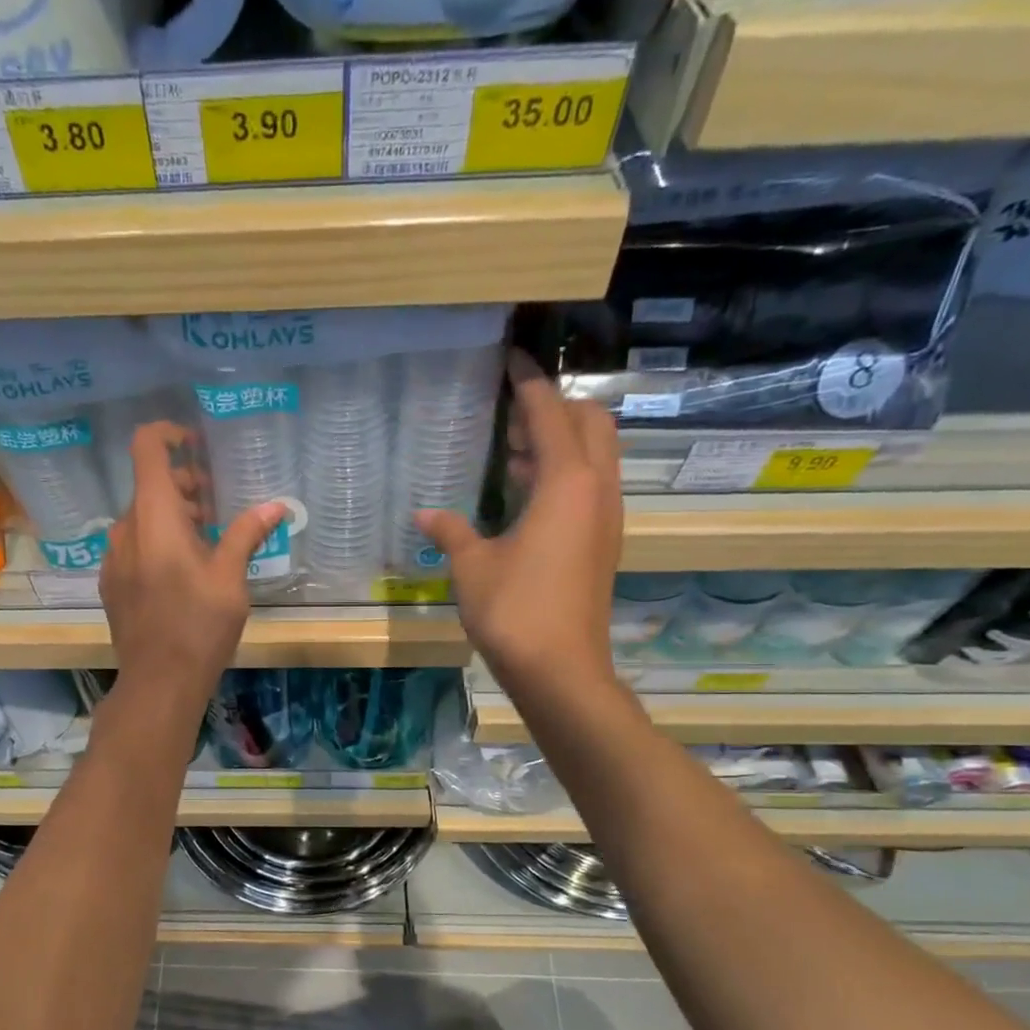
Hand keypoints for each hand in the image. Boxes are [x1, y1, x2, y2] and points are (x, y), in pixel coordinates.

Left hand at [101, 421, 282, 707]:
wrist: (159, 682)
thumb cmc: (199, 626)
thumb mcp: (231, 578)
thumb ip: (247, 534)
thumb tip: (276, 505)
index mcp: (155, 516)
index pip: (147, 448)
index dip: (169, 434)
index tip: (196, 445)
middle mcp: (125, 528)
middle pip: (149, 486)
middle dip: (184, 486)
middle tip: (217, 509)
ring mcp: (113, 557)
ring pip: (142, 518)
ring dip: (172, 517)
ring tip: (206, 543)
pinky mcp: (111, 583)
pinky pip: (133, 545)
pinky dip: (156, 542)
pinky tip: (181, 573)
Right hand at [416, 350, 623, 700]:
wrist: (561, 670)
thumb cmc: (514, 610)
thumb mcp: (471, 566)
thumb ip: (451, 530)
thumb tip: (424, 513)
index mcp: (567, 482)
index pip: (550, 411)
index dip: (528, 381)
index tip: (510, 358)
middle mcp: (596, 489)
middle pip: (590, 422)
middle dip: (555, 406)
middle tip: (512, 411)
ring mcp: (605, 517)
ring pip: (595, 455)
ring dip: (561, 441)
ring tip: (514, 448)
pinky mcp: (603, 542)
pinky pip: (589, 486)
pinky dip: (564, 474)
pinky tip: (526, 494)